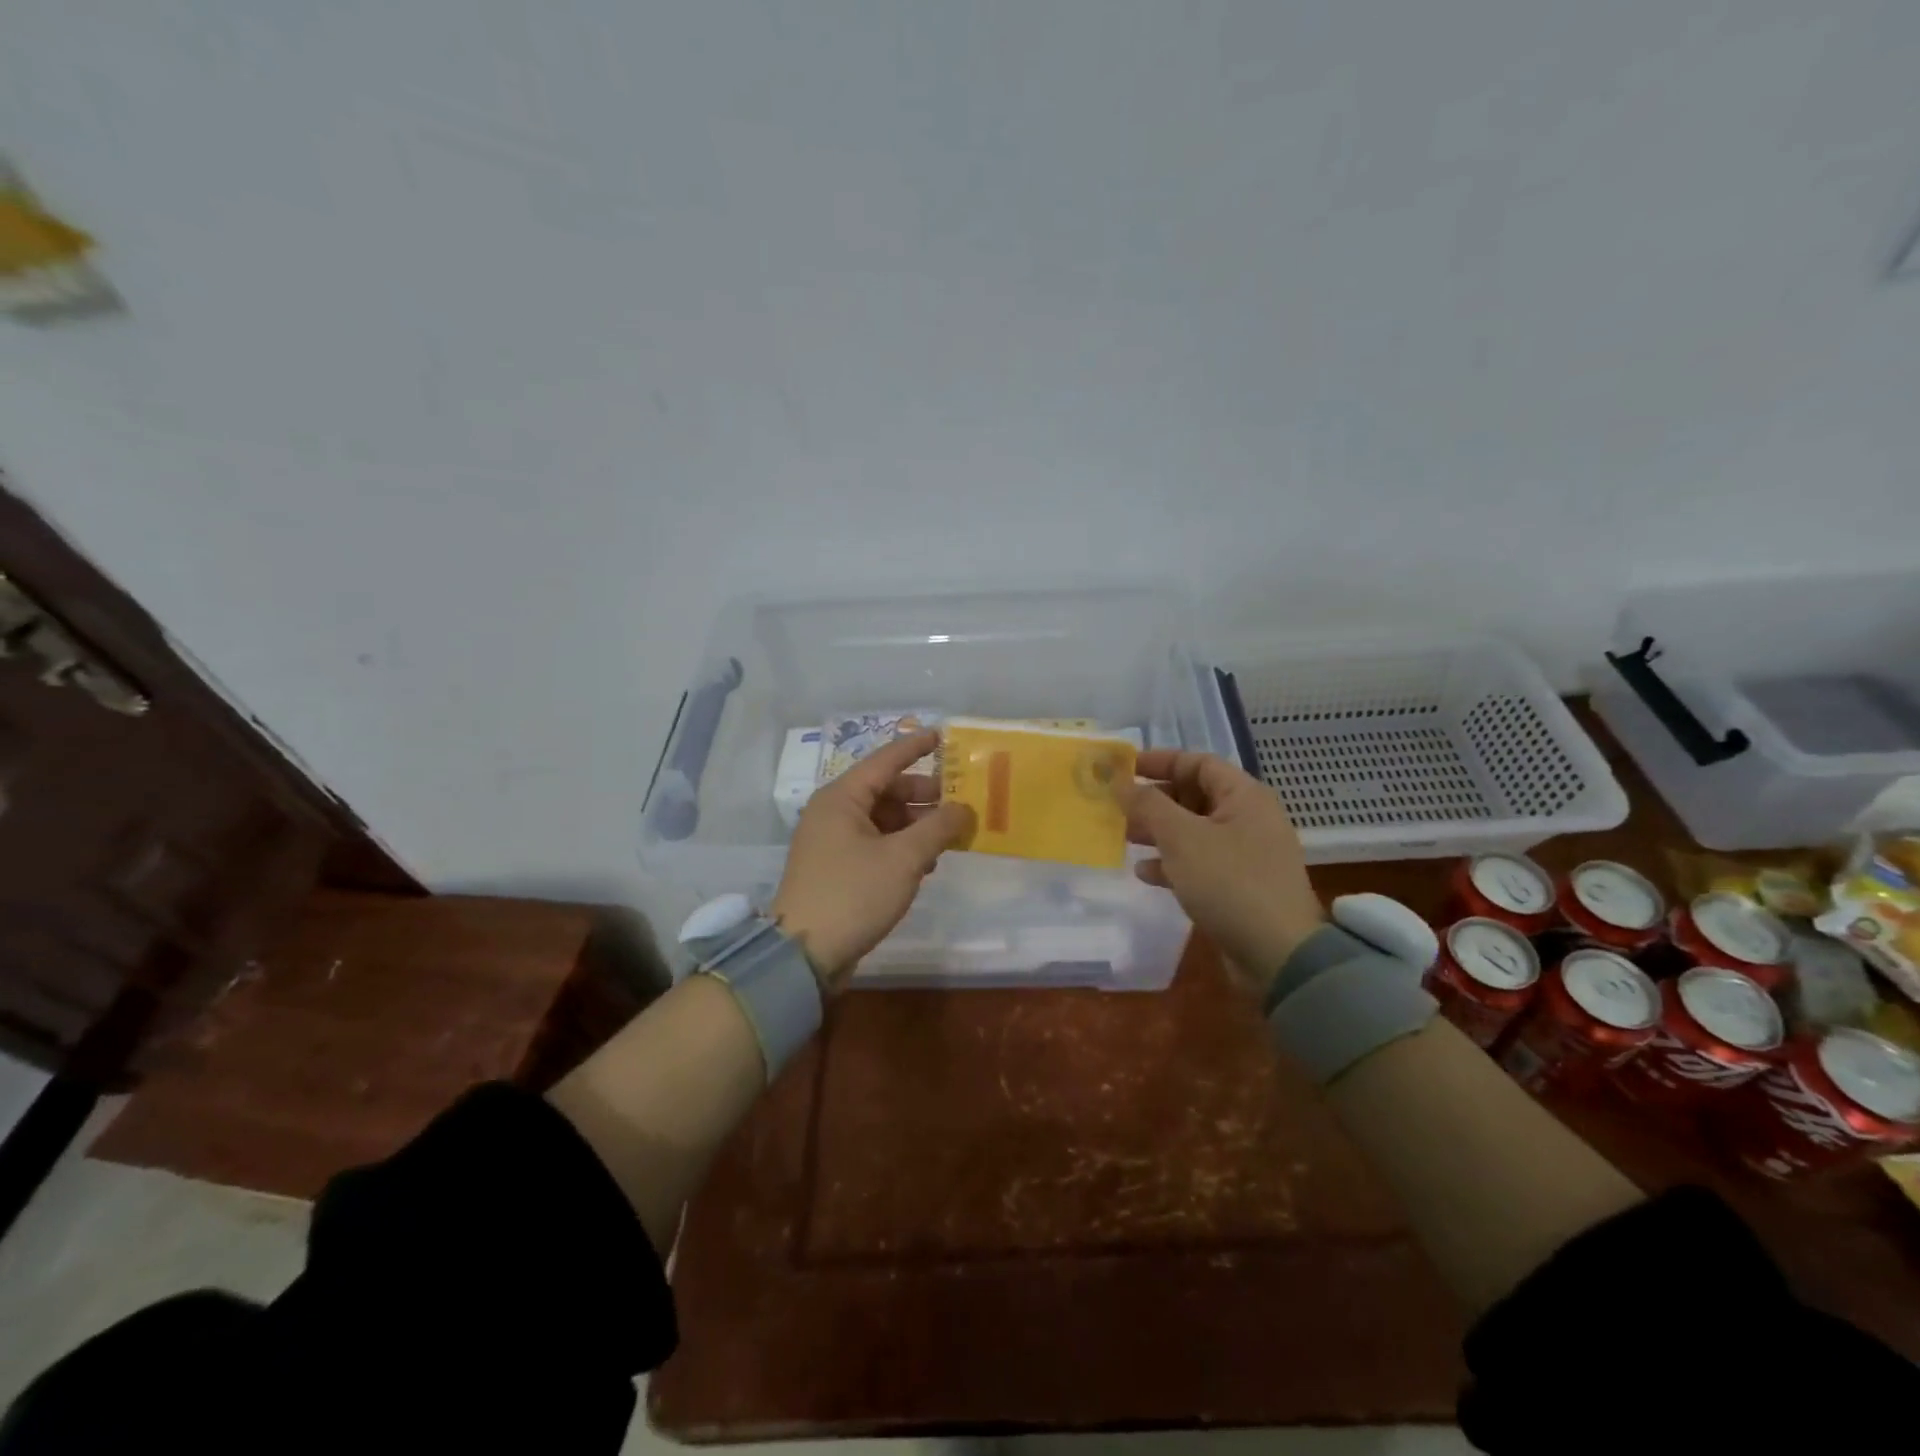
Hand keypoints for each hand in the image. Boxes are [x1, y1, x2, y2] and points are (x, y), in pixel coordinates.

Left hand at [772, 729, 974, 988]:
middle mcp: (834, 812)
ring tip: (950, 837)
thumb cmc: (854, 894)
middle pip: (886, 790)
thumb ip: (938, 828)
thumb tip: (963, 809)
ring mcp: (833, 841)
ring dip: (916, 825)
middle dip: (924, 795)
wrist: (804, 954)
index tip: (944, 736)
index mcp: (842, 797)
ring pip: (883, 820)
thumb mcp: (904, 858)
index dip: (916, 747)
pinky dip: (901, 847)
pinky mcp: (837, 868)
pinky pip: (875, 844)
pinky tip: (926, 865)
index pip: (885, 759)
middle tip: (961, 801)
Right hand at [1115, 750, 1324, 990]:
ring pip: (1194, 830)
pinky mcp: (1240, 886)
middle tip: (1117, 807)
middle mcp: (1249, 818)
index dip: (1159, 761)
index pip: (1198, 762)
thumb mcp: (1182, 838)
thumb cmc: (1229, 883)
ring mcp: (1246, 854)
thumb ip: (1148, 805)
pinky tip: (1145, 872)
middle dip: (1154, 800)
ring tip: (1124, 837)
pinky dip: (1173, 862)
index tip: (1122, 769)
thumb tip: (1120, 783)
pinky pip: (1200, 862)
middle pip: (1195, 796)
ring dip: (1159, 832)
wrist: (1278, 955)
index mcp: (1244, 796)